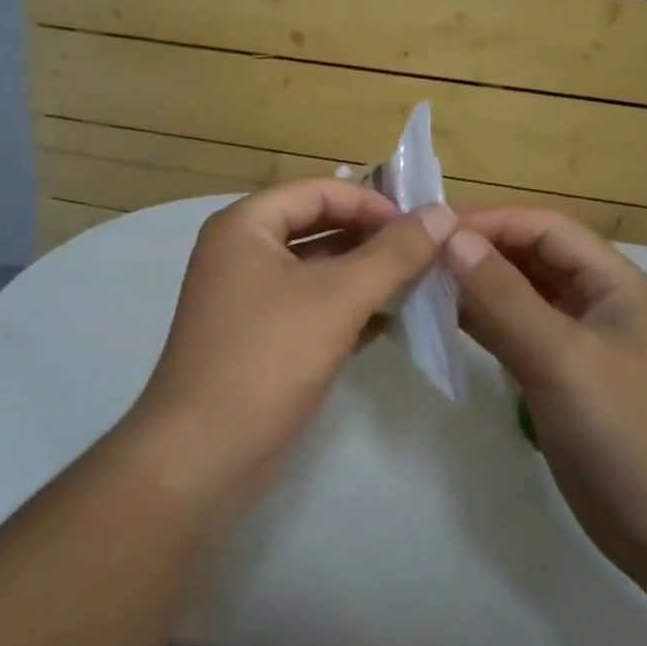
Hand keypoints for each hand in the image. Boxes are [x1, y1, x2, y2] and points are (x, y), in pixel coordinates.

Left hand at [132, 179, 455, 510]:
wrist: (204, 455)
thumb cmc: (269, 356)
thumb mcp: (338, 297)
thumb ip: (394, 253)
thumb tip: (442, 214)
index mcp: (245, 225)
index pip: (319, 191)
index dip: (371, 201)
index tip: (420, 224)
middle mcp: (241, 252)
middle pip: (317, 226)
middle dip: (371, 237)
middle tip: (426, 251)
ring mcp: (248, 297)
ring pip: (316, 269)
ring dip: (364, 273)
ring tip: (417, 282)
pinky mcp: (260, 337)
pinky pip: (310, 306)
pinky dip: (347, 308)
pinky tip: (388, 321)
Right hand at [444, 208, 646, 576]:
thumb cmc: (626, 432)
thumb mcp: (563, 358)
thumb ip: (505, 297)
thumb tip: (452, 239)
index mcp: (610, 282)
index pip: (544, 228)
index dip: (490, 220)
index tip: (433, 227)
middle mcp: (591, 301)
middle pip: (527, 256)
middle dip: (476, 249)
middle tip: (416, 252)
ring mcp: (572, 340)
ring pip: (514, 294)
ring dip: (471, 285)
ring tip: (417, 280)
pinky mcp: (554, 375)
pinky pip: (509, 332)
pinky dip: (476, 322)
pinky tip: (438, 320)